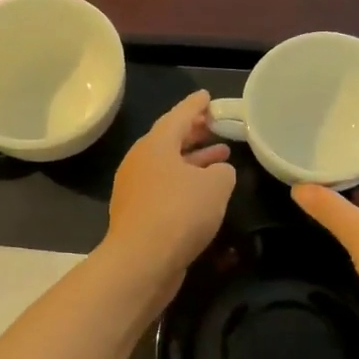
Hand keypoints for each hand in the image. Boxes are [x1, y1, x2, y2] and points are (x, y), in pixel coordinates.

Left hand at [104, 90, 236, 285]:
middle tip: (215, 125)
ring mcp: (135, 189)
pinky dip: (185, 183)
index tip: (208, 96)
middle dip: (194, 132)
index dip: (196, 105)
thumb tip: (218, 172)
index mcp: (155, 145)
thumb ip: (223, 171)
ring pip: (168, 166)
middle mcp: (140, 162)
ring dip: (194, 160)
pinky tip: (203, 192)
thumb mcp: (216, 186)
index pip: (179, 115)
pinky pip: (165, 188)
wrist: (142, 261)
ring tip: (221, 157)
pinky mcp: (138, 214)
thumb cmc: (180, 213)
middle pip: (169, 140)